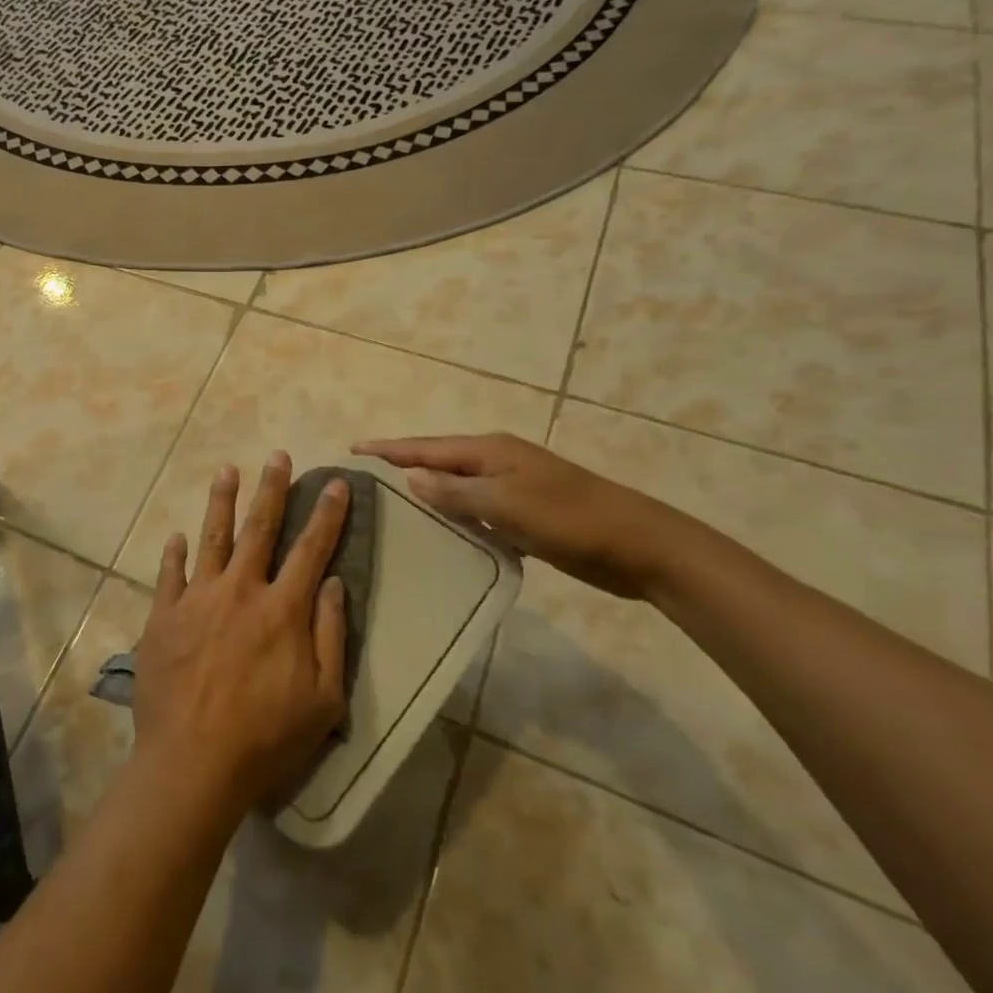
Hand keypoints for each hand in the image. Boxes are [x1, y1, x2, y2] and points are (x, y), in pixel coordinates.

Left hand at [133, 452, 349, 816]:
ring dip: (221, 501)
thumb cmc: (266, 738)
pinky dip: (174, 553)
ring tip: (226, 470)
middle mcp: (240, 591)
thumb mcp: (323, 699)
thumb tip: (332, 583)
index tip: (337, 484)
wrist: (193, 762)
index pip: (311, 549)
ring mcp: (197, 599)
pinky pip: (169, 574)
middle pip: (260, 528)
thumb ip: (330, 635)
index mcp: (282, 610)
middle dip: (272, 489)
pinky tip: (177, 536)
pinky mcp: (164, 616)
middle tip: (277, 456)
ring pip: (212, 537)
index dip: (328, 515)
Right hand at [352, 432, 698, 599]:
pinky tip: (440, 534)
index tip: (354, 449)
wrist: (639, 545)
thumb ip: (455, 491)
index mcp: (490, 451)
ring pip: (457, 487)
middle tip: (365, 479)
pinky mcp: (525, 513)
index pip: (427, 447)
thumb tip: (410, 476)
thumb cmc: (569, 519)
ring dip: (428, 493)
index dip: (390, 448)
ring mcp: (513, 487)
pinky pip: (476, 510)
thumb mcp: (506, 504)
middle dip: (403, 465)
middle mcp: (497, 462)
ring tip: (391, 505)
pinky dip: (455, 517)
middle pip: (439, 462)